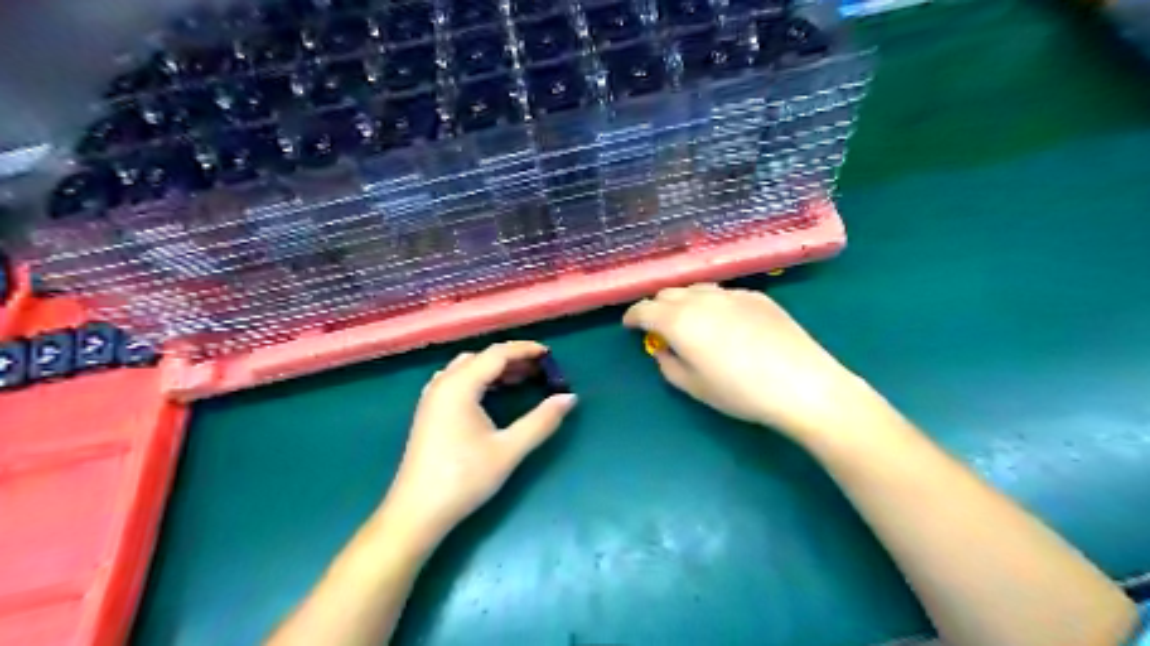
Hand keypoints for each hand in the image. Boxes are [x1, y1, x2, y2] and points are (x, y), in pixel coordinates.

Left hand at [384, 340, 574, 545]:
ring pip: (467, 368)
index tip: (550, 354)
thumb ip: (541, 421)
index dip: (525, 350)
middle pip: (481, 358)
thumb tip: (569, 398)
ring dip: (494, 369)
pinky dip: (479, 379)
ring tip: (521, 379)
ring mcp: (432, 398)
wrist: (417, 512)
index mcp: (459, 386)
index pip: (497, 354)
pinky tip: (492, 395)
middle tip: (540, 370)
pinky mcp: (429, 412)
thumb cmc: (464, 478)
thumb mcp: (508, 450)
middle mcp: (443, 384)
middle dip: (512, 359)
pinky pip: (457, 381)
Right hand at [626, 285, 876, 442]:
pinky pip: (723, 293)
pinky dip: (712, 302)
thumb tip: (663, 349)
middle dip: (657, 307)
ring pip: (696, 288)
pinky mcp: (757, 296)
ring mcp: (731, 293)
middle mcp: (701, 299)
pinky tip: (724, 322)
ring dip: (684, 301)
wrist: (802, 384)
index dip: (632, 317)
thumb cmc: (740, 392)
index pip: (644, 309)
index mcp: (679, 321)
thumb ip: (668, 364)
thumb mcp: (694, 386)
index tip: (629, 326)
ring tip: (690, 321)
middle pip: (668, 293)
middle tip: (659, 327)